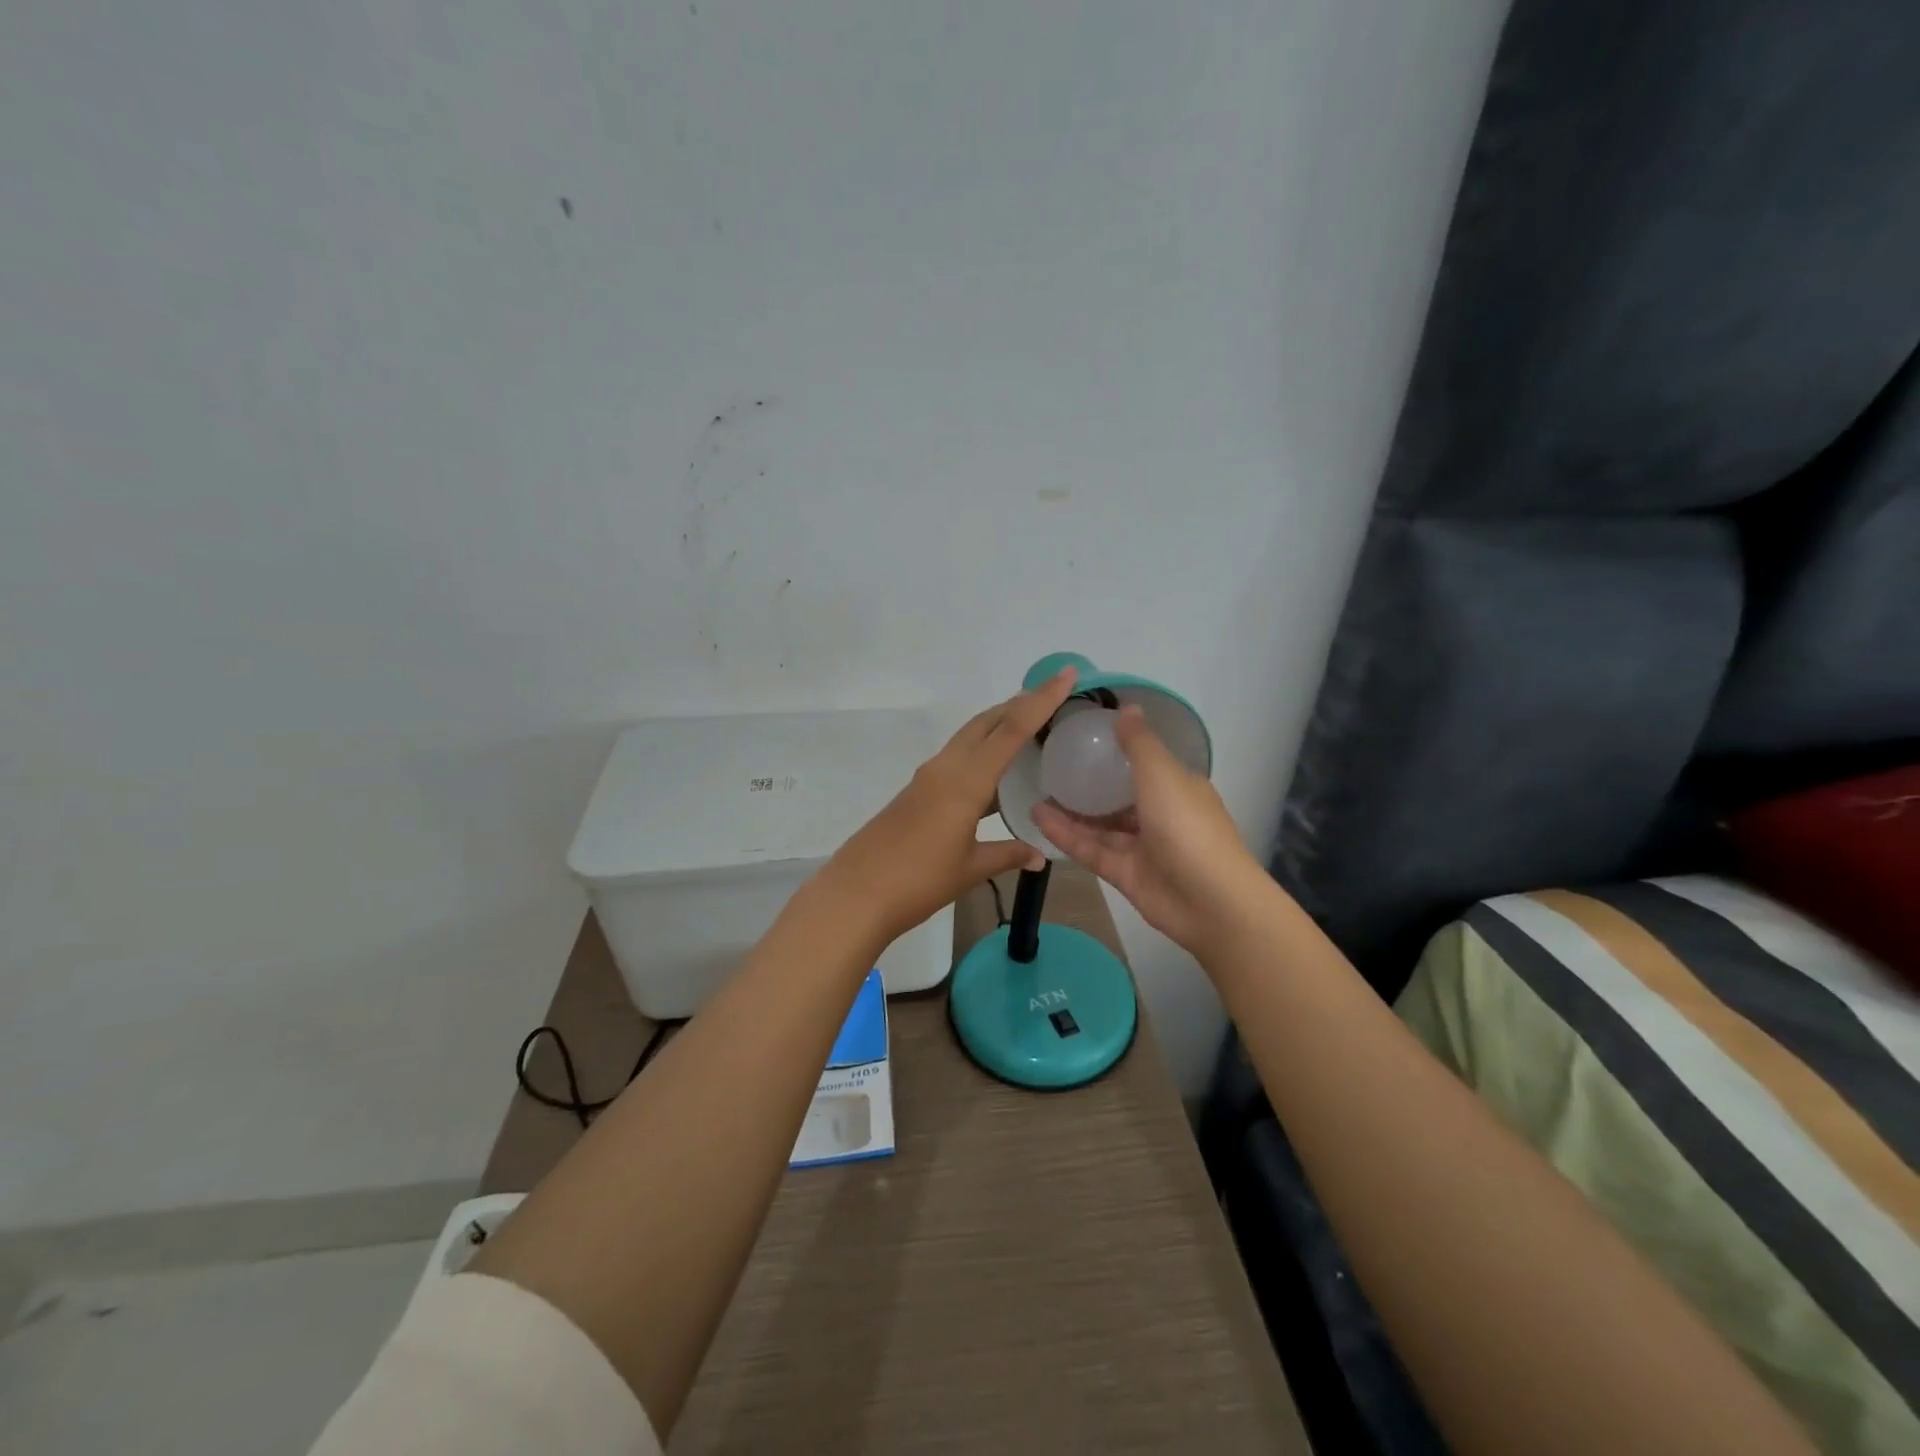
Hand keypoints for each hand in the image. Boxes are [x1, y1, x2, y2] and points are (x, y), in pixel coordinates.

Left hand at [821, 668, 1078, 942]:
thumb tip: (1040, 855)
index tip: (1065, 674)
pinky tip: (995, 772)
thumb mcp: (970, 869)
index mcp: (965, 781)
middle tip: (1051, 696)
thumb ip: (1008, 855)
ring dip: (998, 726)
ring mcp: (928, 778)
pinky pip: (957, 758)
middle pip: (986, 722)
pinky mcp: (917, 792)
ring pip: (969, 737)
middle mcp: (946, 768)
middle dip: (1018, 704)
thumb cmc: (918, 880)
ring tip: (1029, 727)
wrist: (856, 894)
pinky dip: (981, 752)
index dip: (1041, 700)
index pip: (1011, 730)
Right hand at [1032, 706, 1268, 960]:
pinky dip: (1066, 834)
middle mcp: (1159, 814)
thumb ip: (1139, 744)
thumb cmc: (1188, 826)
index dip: (1117, 751)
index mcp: (1176, 787)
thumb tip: (1127, 707)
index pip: (1144, 763)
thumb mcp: (1162, 774)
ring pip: (1100, 824)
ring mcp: (1141, 846)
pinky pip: (1090, 848)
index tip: (1083, 739)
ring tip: (1036, 791)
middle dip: (1088, 783)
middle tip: (1051, 767)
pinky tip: (1038, 817)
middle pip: (1117, 796)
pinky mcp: (1123, 873)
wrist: (1210, 902)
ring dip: (1070, 810)